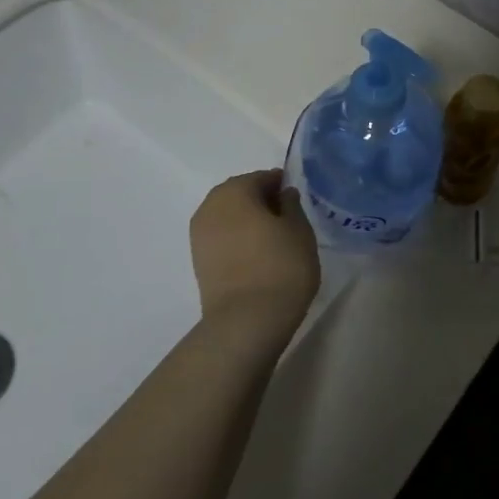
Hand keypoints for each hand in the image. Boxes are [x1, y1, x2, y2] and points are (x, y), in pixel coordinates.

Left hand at [189, 170, 320, 341]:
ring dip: (248, 221)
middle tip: (288, 218)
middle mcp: (210, 207)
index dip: (282, 185)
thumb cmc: (281, 266)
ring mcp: (199, 236)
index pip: (262, 178)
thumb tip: (284, 195)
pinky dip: (238, 239)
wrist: (247, 321)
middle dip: (262, 201)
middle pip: (240, 194)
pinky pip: (222, 237)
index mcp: (234, 191)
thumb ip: (292, 205)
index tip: (298, 201)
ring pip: (229, 216)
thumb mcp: (299, 230)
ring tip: (274, 239)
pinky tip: (258, 254)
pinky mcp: (198, 261)